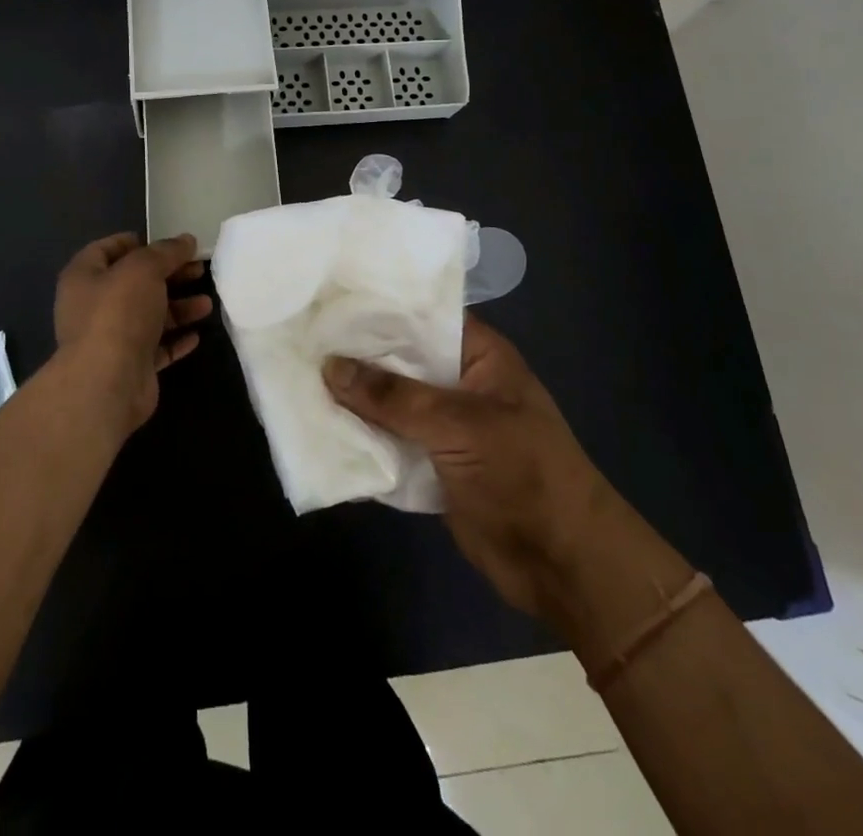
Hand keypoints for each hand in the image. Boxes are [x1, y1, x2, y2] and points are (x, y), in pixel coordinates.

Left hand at [53, 232, 213, 433]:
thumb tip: (186, 240)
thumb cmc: (119, 313)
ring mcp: (111, 338)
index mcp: (84, 277)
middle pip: (134, 283)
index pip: (107, 249)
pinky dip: (175, 340)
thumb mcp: (144, 269)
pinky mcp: (129, 366)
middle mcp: (93, 306)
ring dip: (178, 308)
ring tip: (207, 304)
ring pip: (148, 316)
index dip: (137, 242)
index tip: (169, 243)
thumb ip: (166, 251)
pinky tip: (196, 335)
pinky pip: (156, 347)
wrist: (108, 383)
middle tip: (198, 269)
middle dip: (168, 275)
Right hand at [323, 314, 602, 624]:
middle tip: (300, 336)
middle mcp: (459, 382)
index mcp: (478, 355)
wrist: (564, 565)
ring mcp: (446, 425)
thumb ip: (393, 396)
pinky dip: (362, 437)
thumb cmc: (523, 474)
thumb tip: (330, 366)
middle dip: (357, 354)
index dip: (379, 307)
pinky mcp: (433, 464)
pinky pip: (391, 441)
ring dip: (354, 398)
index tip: (328, 298)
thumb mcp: (459, 424)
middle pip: (401, 360)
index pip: (422, 316)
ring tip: (297, 375)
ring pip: (391, 402)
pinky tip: (319, 424)